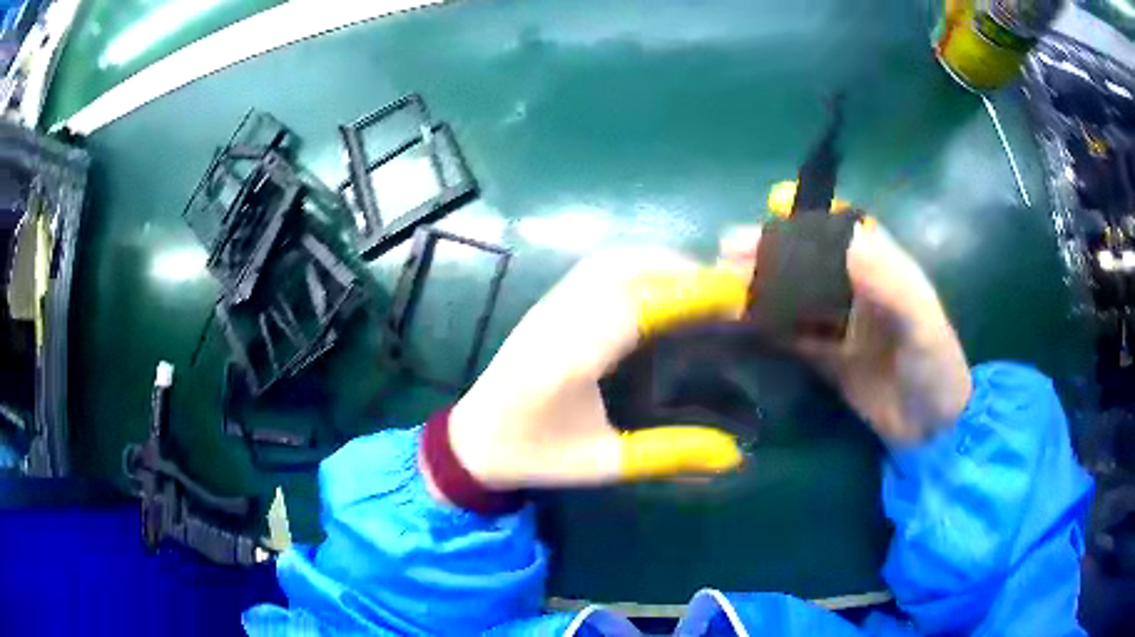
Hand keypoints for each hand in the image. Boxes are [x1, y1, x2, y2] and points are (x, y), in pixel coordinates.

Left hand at [441, 249, 751, 491]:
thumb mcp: (604, 463)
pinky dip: (639, 264)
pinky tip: (661, 282)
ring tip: (703, 283)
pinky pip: (598, 267)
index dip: (690, 293)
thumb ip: (669, 455)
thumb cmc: (536, 455)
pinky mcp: (547, 302)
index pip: (638, 308)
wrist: (473, 439)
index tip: (737, 295)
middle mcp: (559, 320)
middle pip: (626, 271)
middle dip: (685, 271)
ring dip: (663, 262)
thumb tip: (735, 456)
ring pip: (612, 262)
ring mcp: (549, 305)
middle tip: (730, 290)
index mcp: (570, 360)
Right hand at [720, 221, 971, 444]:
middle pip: (807, 260)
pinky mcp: (825, 357)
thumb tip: (845, 239)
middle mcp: (855, 288)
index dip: (806, 217)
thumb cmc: (935, 369)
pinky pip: (790, 335)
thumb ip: (889, 281)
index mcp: (881, 267)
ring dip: (761, 287)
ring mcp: (838, 323)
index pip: (839, 230)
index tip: (771, 208)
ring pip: (794, 294)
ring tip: (722, 285)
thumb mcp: (922, 323)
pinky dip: (765, 328)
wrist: (930, 432)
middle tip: (727, 254)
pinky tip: (740, 325)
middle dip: (769, 252)